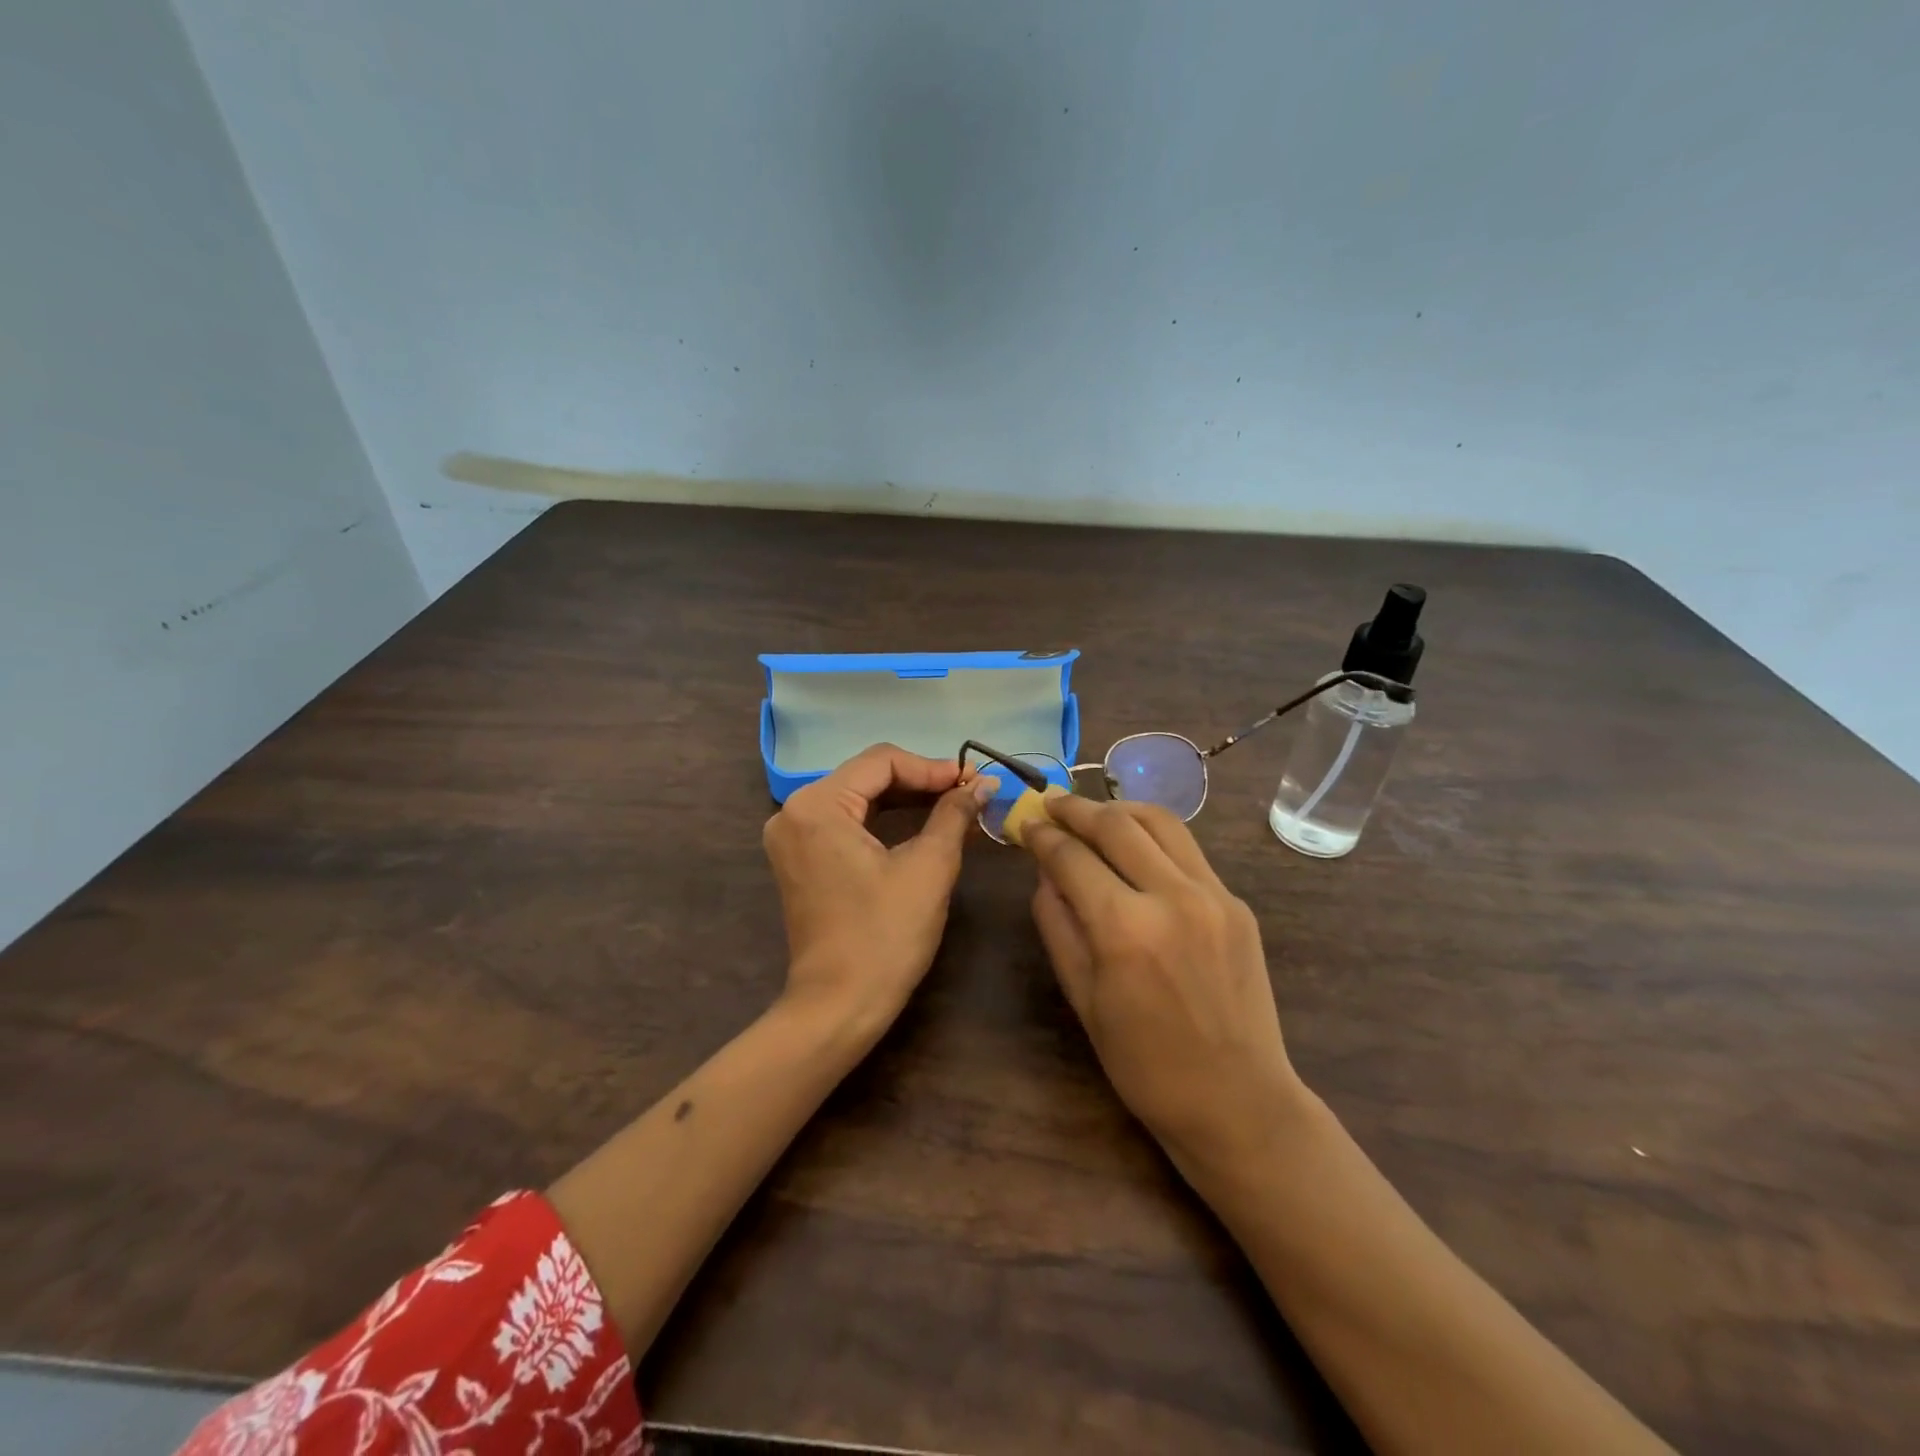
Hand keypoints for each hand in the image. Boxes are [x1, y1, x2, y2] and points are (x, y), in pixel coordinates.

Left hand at [763, 743, 995, 1032]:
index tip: (974, 780)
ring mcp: (793, 836)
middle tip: (969, 791)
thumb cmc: (885, 935)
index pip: (882, 761)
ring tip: (955, 804)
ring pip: (859, 797)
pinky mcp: (801, 858)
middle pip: (867, 775)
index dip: (933, 767)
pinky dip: (885, 820)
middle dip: (922, 781)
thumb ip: (954, 814)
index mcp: (817, 805)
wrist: (839, 1006)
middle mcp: (794, 811)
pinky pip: (847, 822)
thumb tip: (983, 783)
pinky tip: (923, 823)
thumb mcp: (929, 867)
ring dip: (907, 799)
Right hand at [1025, 796, 1300, 1173]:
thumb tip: (1045, 874)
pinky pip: (1187, 850)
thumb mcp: (1083, 998)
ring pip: (1160, 821)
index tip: (1026, 823)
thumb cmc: (1145, 1064)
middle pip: (1116, 824)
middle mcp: (1172, 897)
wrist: (1238, 1100)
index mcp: (1125, 929)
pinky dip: (1154, 836)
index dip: (1042, 836)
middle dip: (1076, 808)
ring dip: (1119, 809)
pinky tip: (1135, 847)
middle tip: (1051, 802)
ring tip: (1092, 813)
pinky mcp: (1236, 903)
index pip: (1071, 858)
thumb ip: (1057, 925)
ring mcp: (1213, 895)